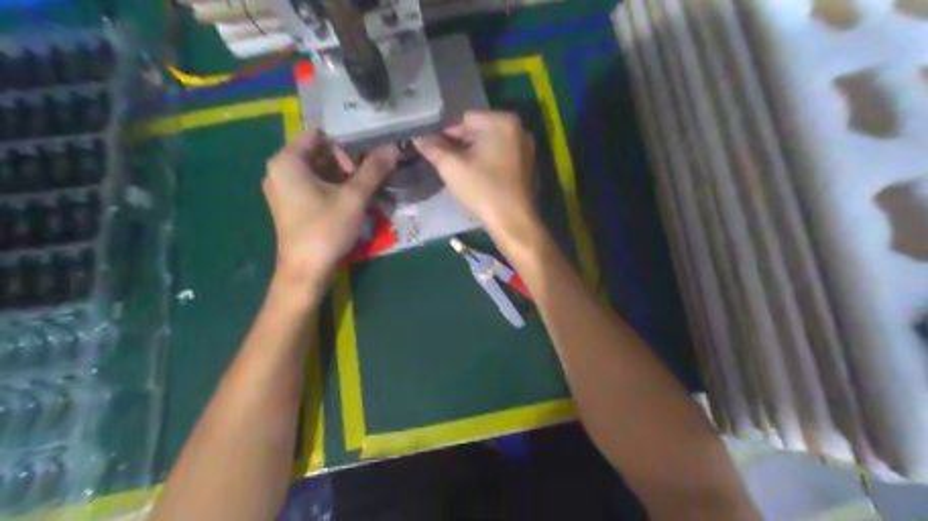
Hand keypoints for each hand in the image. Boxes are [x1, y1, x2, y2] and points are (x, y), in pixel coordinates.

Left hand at [260, 131, 397, 287]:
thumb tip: (392, 147)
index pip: (318, 135)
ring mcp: (282, 189)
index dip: (344, 144)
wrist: (305, 271)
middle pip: (317, 152)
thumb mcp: (354, 197)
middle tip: (366, 178)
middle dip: (345, 161)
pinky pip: (311, 186)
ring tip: (362, 190)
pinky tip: (349, 202)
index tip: (364, 161)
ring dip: (341, 176)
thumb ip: (373, 170)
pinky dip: (331, 188)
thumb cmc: (325, 229)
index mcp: (287, 161)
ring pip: (316, 171)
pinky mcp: (288, 206)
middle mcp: (278, 170)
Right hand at [414, 108, 544, 246]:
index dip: (446, 135)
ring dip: (472, 155)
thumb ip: (432, 148)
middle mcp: (518, 129)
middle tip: (444, 163)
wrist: (513, 222)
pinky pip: (501, 157)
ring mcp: (525, 148)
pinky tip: (476, 179)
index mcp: (502, 121)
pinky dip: (487, 163)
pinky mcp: (527, 166)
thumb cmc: (482, 189)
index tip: (434, 151)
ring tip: (458, 173)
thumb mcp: (451, 167)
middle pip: (479, 131)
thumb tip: (417, 136)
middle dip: (459, 145)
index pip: (465, 119)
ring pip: (489, 145)